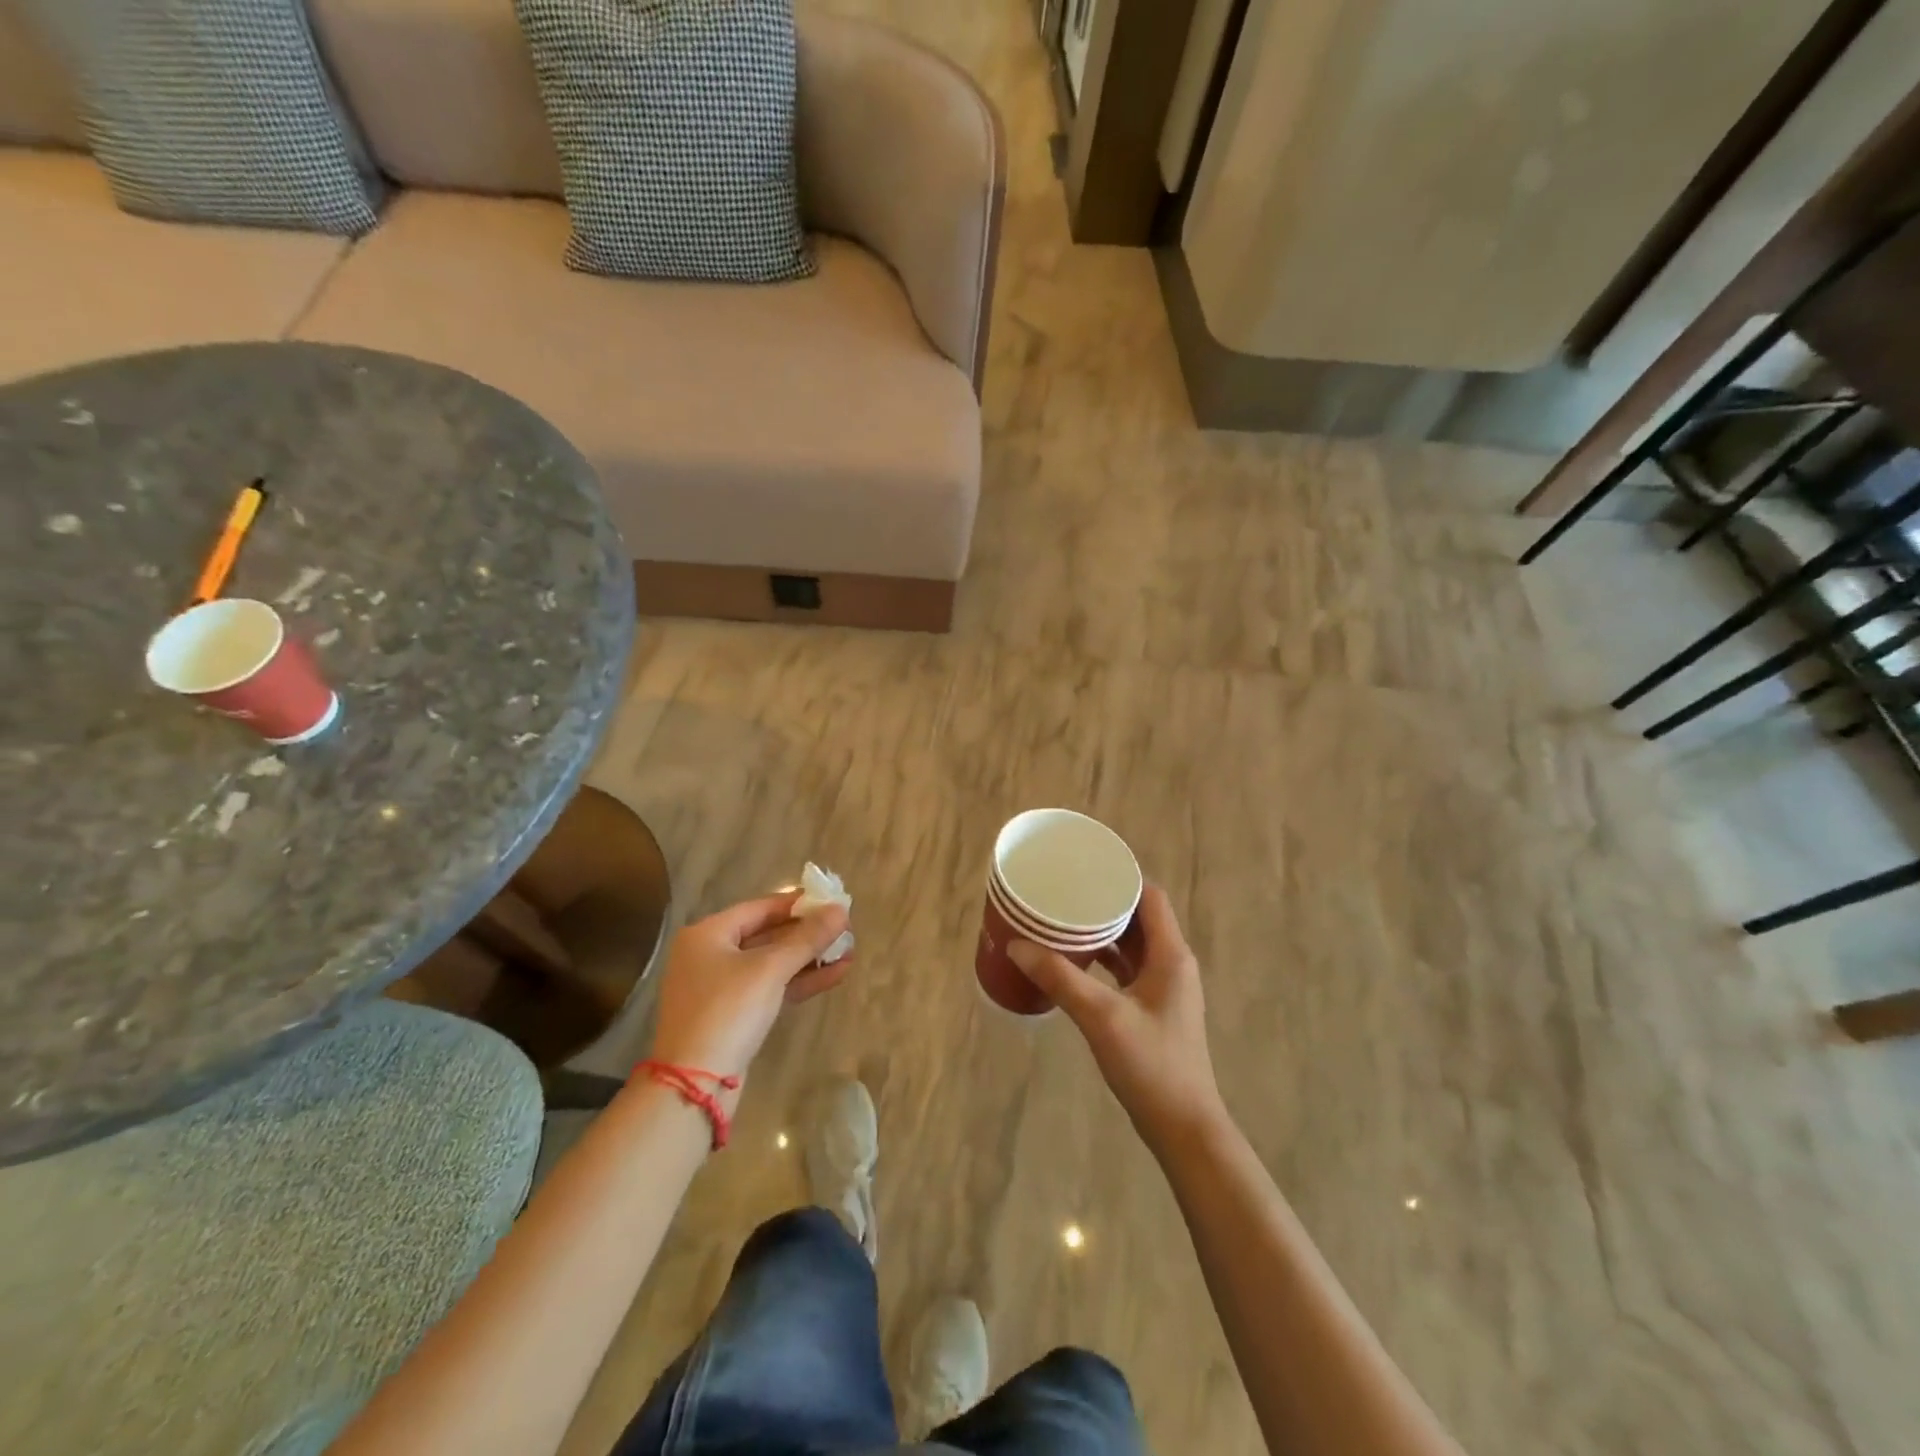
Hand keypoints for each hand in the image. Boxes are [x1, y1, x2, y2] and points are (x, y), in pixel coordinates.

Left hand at [647, 892, 851, 1100]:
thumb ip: (807, 938)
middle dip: (808, 934)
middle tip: (845, 930)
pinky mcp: (733, 1015)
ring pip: (772, 964)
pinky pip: (771, 988)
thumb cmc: (728, 1011)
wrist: (695, 1084)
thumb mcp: (770, 969)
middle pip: (767, 934)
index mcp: (708, 934)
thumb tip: (841, 910)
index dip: (798, 904)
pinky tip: (835, 975)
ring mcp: (720, 988)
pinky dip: (799, 981)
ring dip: (809, 959)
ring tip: (848, 952)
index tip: (832, 902)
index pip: (760, 907)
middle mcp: (710, 955)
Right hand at [1009, 885, 1222, 1153]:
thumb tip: (1017, 945)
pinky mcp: (1154, 1010)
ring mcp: (1164, 988)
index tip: (1084, 869)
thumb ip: (1060, 978)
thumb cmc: (1151, 1065)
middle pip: (1139, 917)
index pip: (1149, 896)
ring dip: (1103, 932)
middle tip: (1064, 893)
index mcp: (1171, 954)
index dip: (1120, 878)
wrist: (1184, 1128)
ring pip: (1132, 944)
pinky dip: (1104, 959)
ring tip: (1063, 920)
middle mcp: (1172, 963)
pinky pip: (1128, 969)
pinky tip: (1075, 962)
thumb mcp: (1101, 1017)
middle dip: (1104, 903)